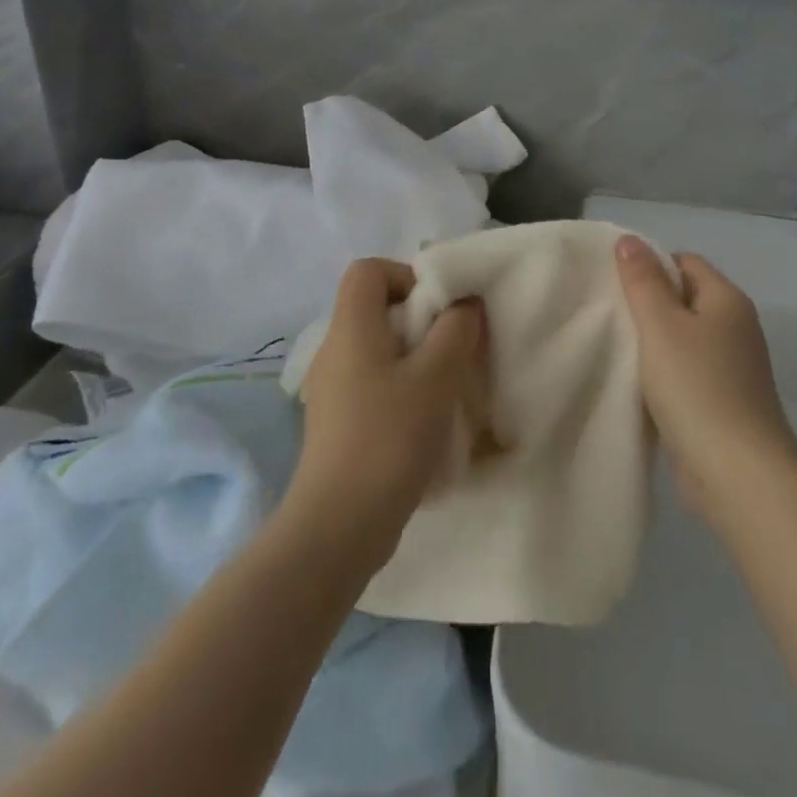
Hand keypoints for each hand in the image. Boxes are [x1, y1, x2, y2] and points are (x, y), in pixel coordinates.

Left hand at [287, 260, 492, 565]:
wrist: (339, 526)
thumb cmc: (389, 437)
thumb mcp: (436, 376)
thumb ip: (456, 329)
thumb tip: (464, 304)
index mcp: (350, 328)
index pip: (368, 270)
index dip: (405, 274)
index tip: (439, 307)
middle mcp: (334, 350)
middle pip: (376, 308)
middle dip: (421, 319)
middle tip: (453, 347)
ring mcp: (332, 389)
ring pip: (379, 349)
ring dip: (416, 357)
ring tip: (446, 385)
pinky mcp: (338, 422)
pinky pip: (373, 383)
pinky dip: (402, 387)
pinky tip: (426, 420)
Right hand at [615, 237, 796, 527]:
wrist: (738, 474)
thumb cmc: (697, 387)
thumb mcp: (661, 325)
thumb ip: (642, 281)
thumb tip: (629, 240)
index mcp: (727, 300)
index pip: (684, 262)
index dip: (649, 266)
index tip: (614, 285)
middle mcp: (736, 328)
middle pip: (684, 299)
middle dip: (647, 305)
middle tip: (608, 314)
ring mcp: (733, 368)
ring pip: (683, 340)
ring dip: (653, 344)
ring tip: (615, 349)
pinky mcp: (723, 403)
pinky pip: (687, 374)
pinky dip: (663, 376)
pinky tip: (636, 386)